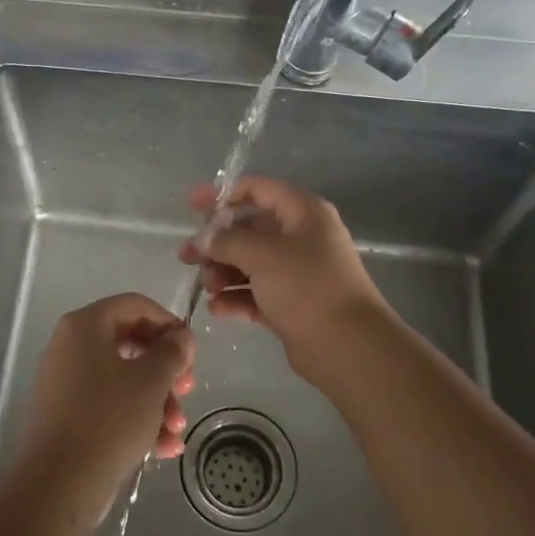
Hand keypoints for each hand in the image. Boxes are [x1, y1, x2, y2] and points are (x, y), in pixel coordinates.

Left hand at [14, 294, 194, 519]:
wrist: (56, 486)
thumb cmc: (108, 420)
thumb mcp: (151, 381)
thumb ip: (172, 351)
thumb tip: (181, 336)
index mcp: (85, 326)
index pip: (135, 305)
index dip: (168, 323)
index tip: (191, 351)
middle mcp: (70, 347)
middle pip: (131, 344)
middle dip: (166, 370)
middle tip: (188, 390)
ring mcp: (66, 384)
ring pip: (123, 380)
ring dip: (157, 402)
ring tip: (177, 431)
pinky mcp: (67, 418)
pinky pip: (108, 407)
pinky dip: (137, 421)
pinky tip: (163, 449)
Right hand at [179, 176, 390, 379]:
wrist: (347, 346)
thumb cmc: (306, 287)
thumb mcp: (262, 255)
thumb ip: (226, 241)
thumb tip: (202, 238)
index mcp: (302, 212)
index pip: (258, 190)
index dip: (222, 194)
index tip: (191, 204)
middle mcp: (301, 237)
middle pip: (249, 229)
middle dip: (217, 243)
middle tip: (187, 257)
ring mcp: (297, 272)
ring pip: (250, 263)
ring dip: (224, 272)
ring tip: (208, 287)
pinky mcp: (291, 304)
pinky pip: (256, 293)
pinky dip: (236, 298)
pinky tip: (218, 309)